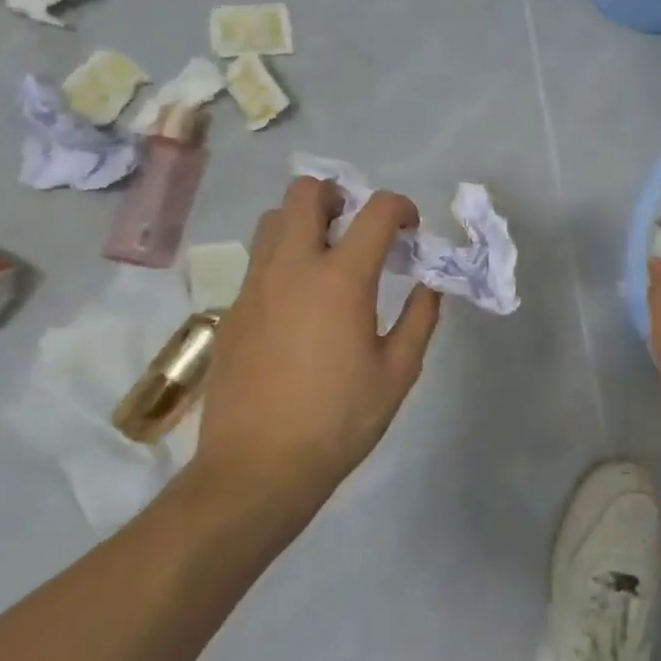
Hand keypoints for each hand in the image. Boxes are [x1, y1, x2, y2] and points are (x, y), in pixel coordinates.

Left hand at [190, 177, 440, 525]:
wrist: (258, 468)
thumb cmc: (340, 420)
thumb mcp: (398, 372)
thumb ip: (419, 318)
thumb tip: (429, 284)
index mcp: (341, 279)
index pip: (375, 211)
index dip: (401, 208)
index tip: (411, 231)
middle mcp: (292, 268)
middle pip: (306, 192)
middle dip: (340, 196)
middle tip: (359, 228)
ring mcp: (254, 286)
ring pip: (273, 220)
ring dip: (306, 222)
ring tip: (329, 258)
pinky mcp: (232, 310)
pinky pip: (258, 261)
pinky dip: (285, 259)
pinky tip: (301, 303)